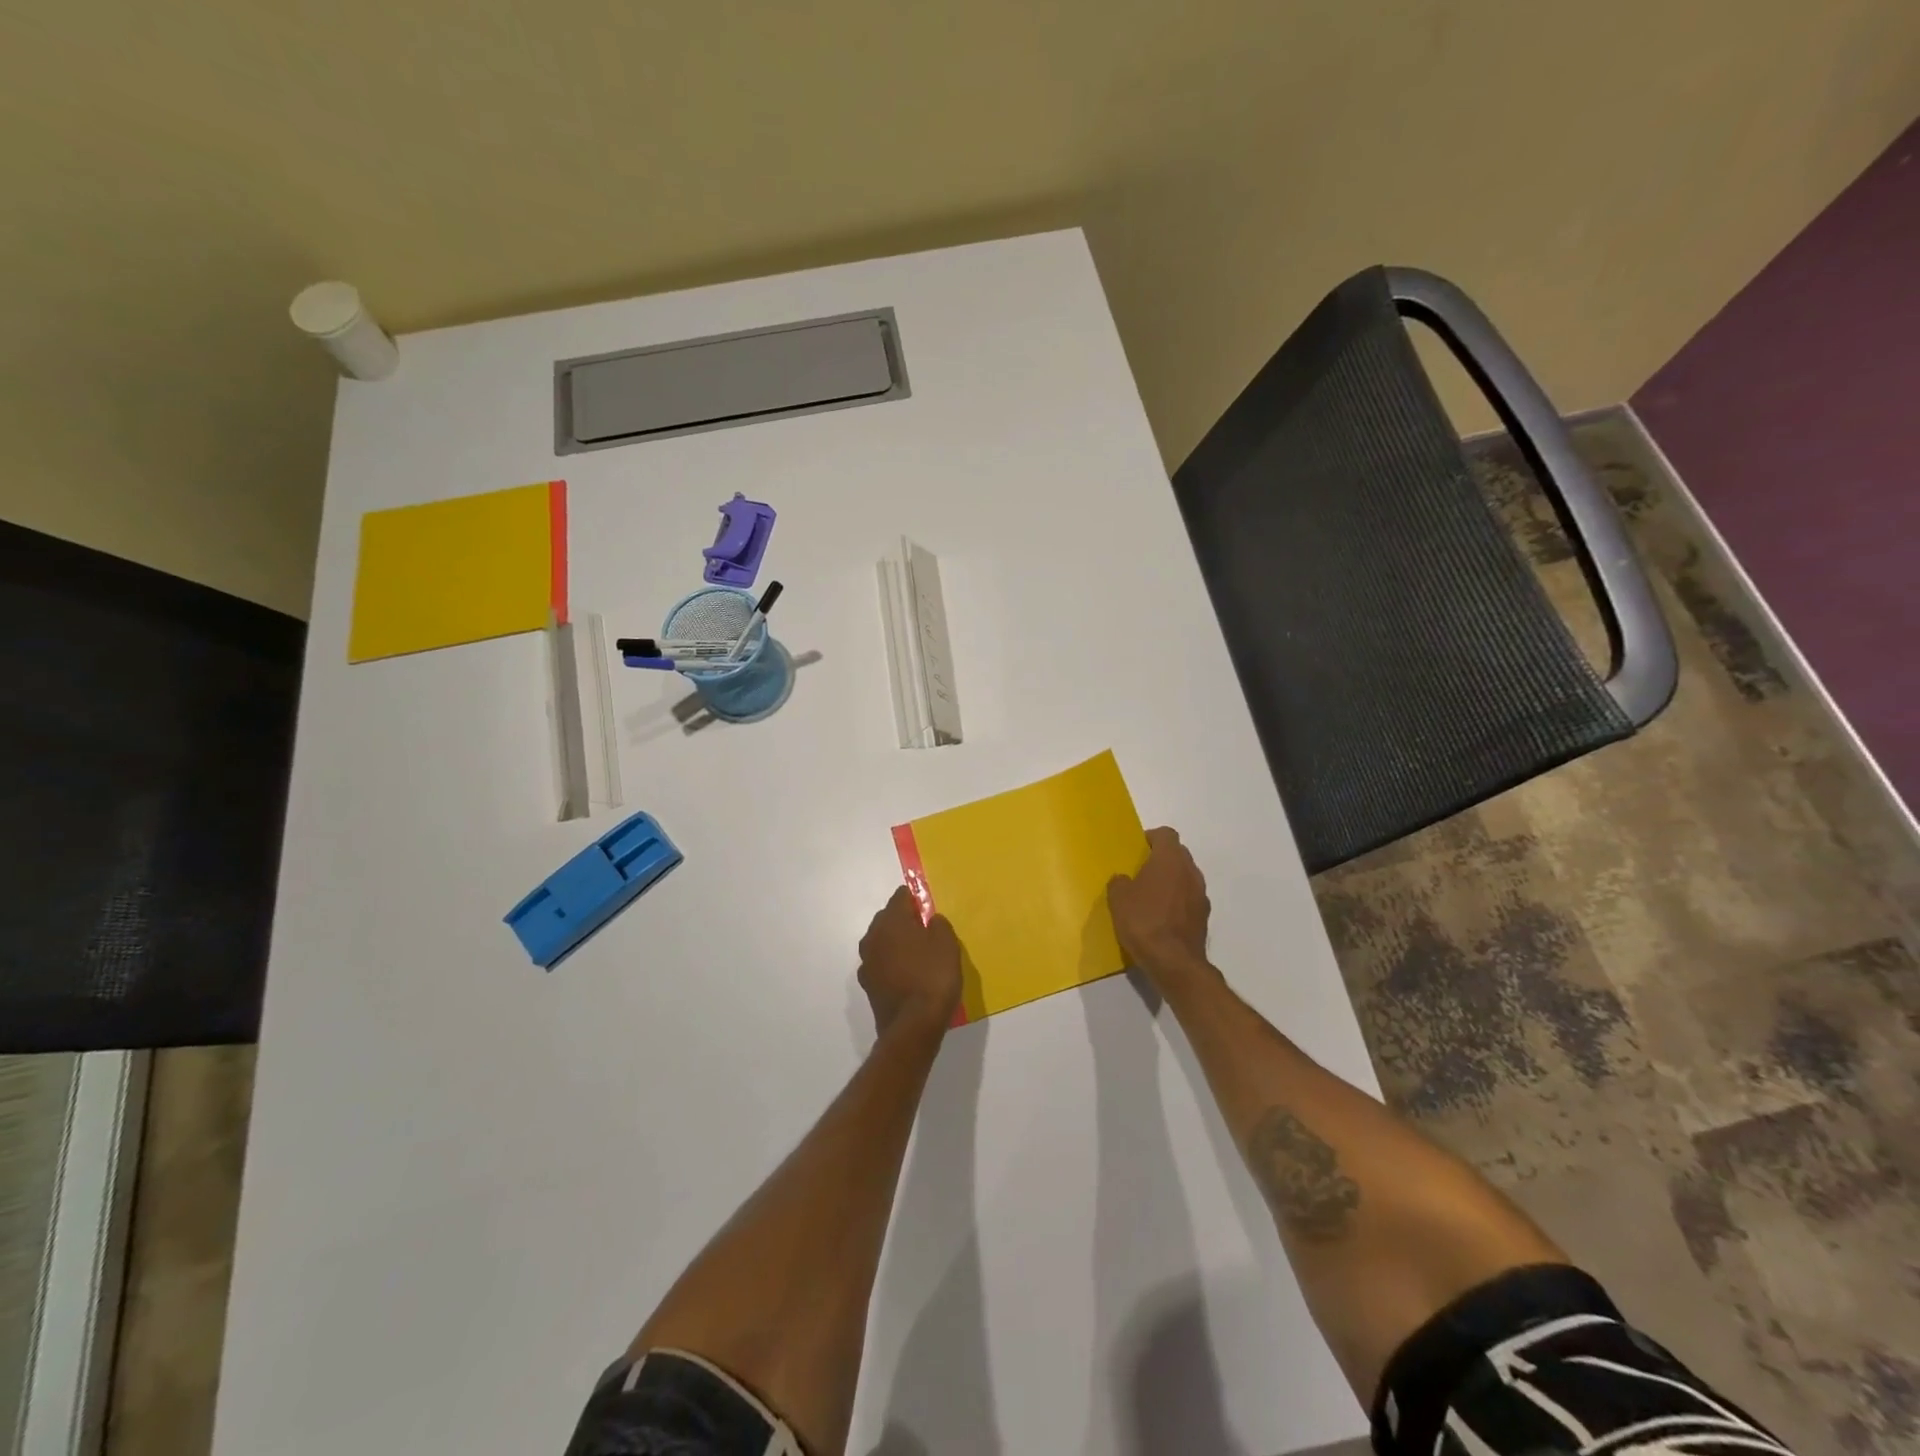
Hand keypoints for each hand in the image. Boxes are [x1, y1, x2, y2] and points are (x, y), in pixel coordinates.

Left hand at [858, 887, 962, 1038]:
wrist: (913, 1026)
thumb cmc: (933, 977)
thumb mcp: (947, 944)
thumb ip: (938, 925)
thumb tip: (930, 921)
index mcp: (891, 921)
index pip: (900, 897)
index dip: (915, 900)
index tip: (928, 909)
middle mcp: (873, 937)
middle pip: (887, 919)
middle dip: (903, 921)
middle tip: (925, 931)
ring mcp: (867, 962)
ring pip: (882, 943)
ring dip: (895, 944)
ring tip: (917, 955)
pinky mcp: (868, 985)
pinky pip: (881, 965)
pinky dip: (892, 965)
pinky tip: (906, 976)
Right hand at [1107, 827, 1214, 991]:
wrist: (1174, 962)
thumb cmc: (1144, 921)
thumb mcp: (1118, 899)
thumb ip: (1120, 882)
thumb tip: (1125, 880)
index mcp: (1170, 859)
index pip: (1166, 834)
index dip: (1151, 838)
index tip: (1137, 850)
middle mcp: (1190, 871)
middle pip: (1178, 854)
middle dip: (1161, 859)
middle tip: (1140, 872)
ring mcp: (1201, 895)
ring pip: (1185, 877)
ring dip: (1171, 881)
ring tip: (1151, 897)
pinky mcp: (1204, 917)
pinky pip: (1189, 899)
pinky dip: (1178, 902)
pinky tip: (1162, 918)